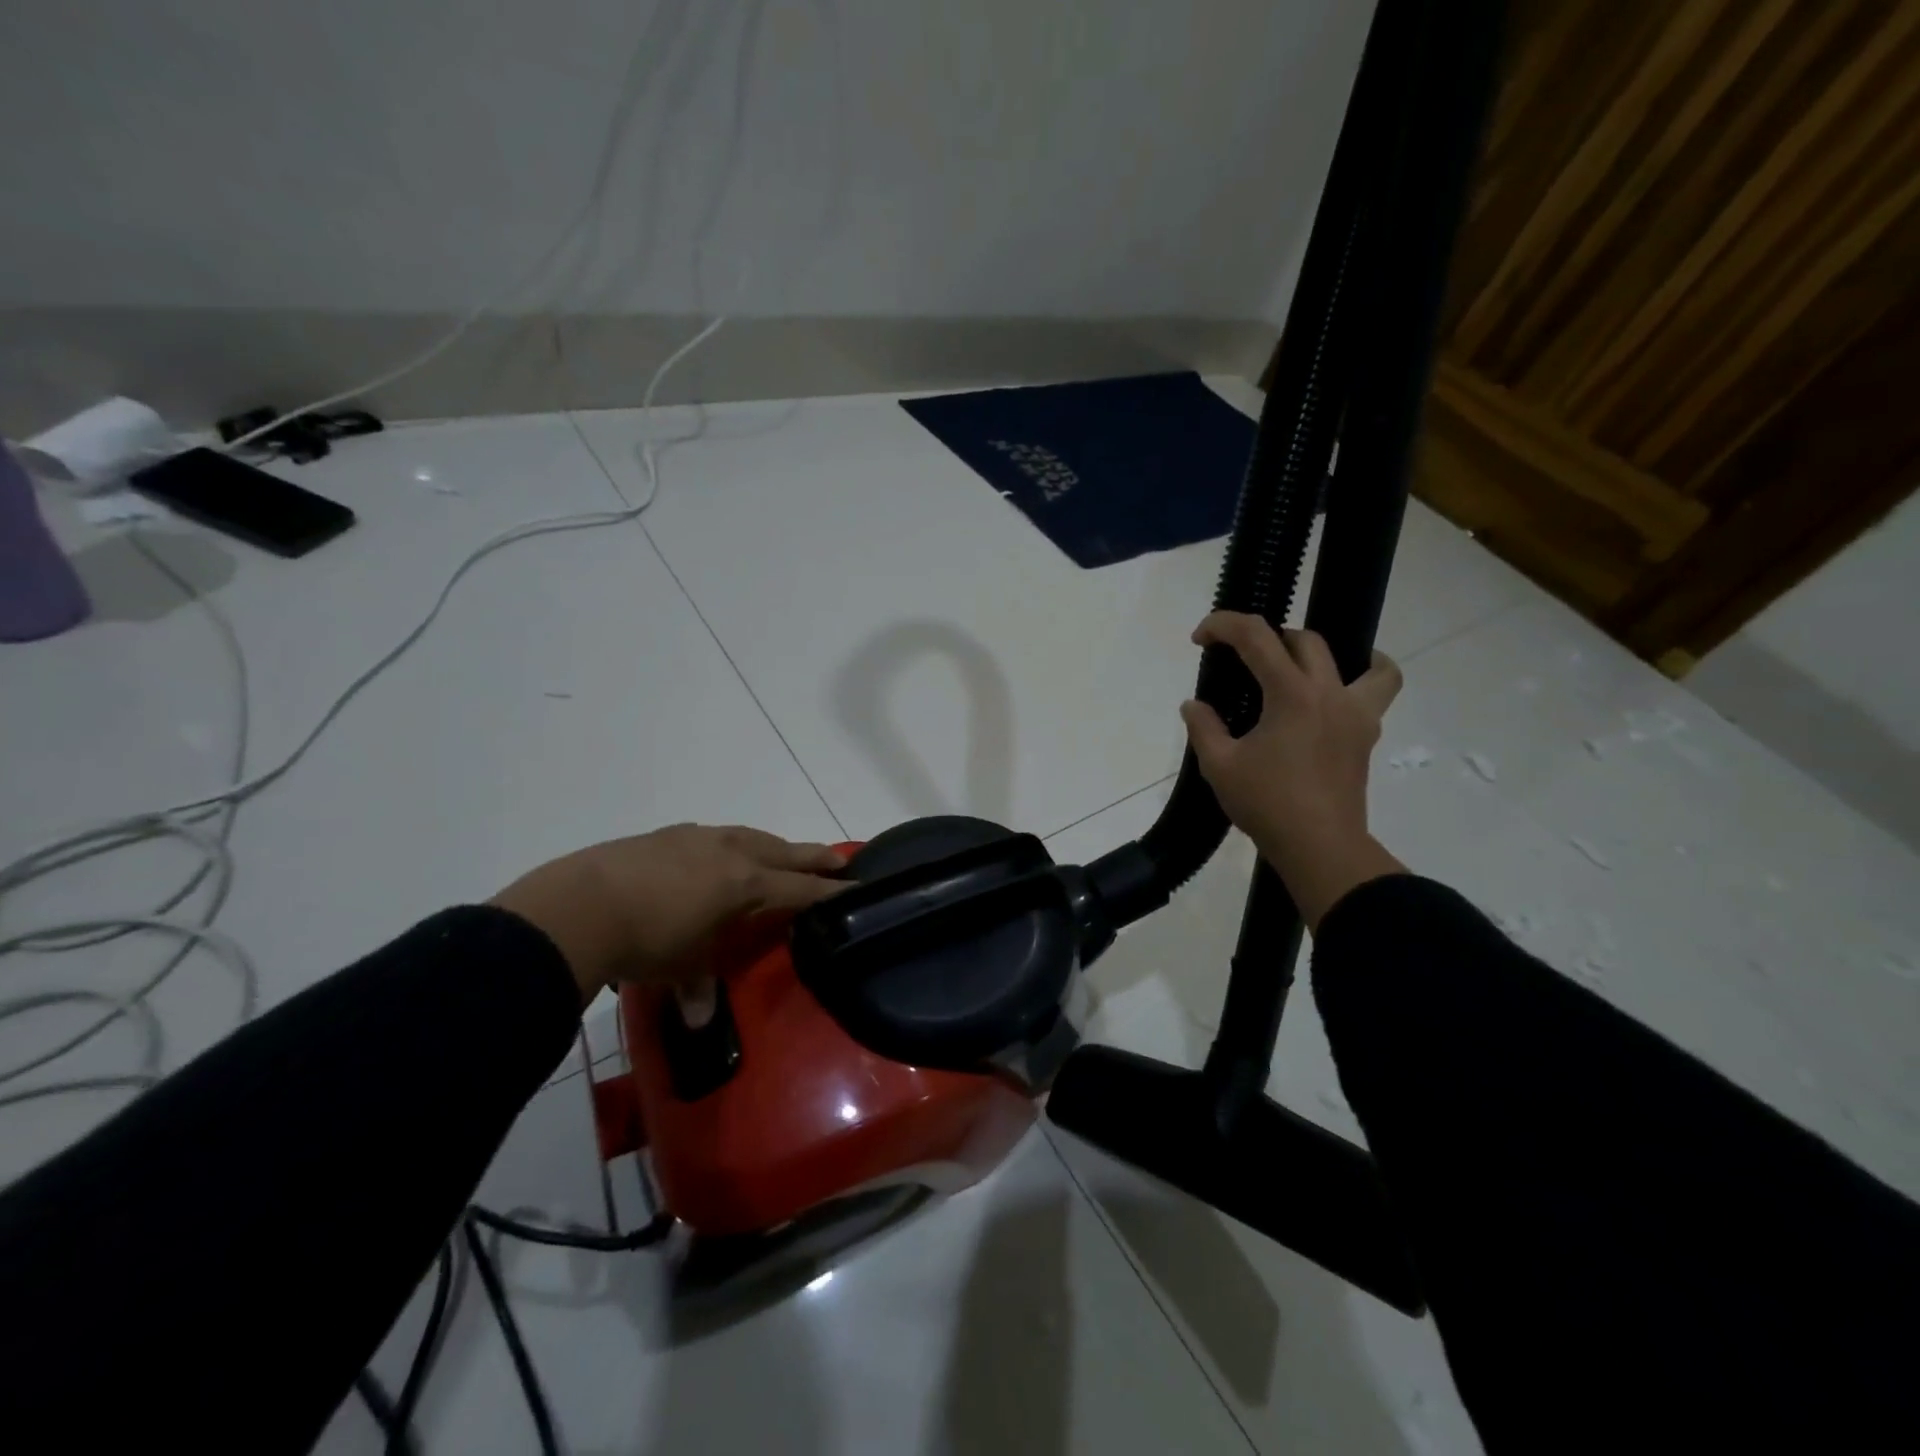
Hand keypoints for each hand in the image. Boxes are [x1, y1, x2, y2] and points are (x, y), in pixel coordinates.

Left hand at [491, 825, 847, 1002]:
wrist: (580, 905)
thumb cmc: (646, 940)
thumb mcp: (682, 968)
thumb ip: (700, 988)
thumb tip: (702, 1019)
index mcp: (746, 883)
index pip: (800, 888)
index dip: (829, 892)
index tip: (855, 888)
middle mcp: (731, 852)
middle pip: (785, 852)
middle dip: (815, 857)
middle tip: (839, 859)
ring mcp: (699, 838)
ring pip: (752, 837)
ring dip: (774, 846)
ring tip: (782, 854)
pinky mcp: (668, 834)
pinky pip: (717, 836)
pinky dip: (734, 844)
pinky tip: (721, 853)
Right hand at [1179, 612, 1406, 929]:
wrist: (1319, 847)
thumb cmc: (1267, 804)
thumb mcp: (1219, 766)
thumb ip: (1203, 727)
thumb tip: (1194, 706)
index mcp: (1292, 694)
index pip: (1257, 637)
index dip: (1224, 625)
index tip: (1200, 638)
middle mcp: (1330, 693)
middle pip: (1303, 640)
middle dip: (1266, 636)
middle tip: (1239, 658)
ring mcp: (1356, 713)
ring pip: (1360, 660)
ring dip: (1326, 654)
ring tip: (1301, 666)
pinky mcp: (1365, 735)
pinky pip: (1377, 692)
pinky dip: (1363, 680)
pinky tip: (1334, 696)